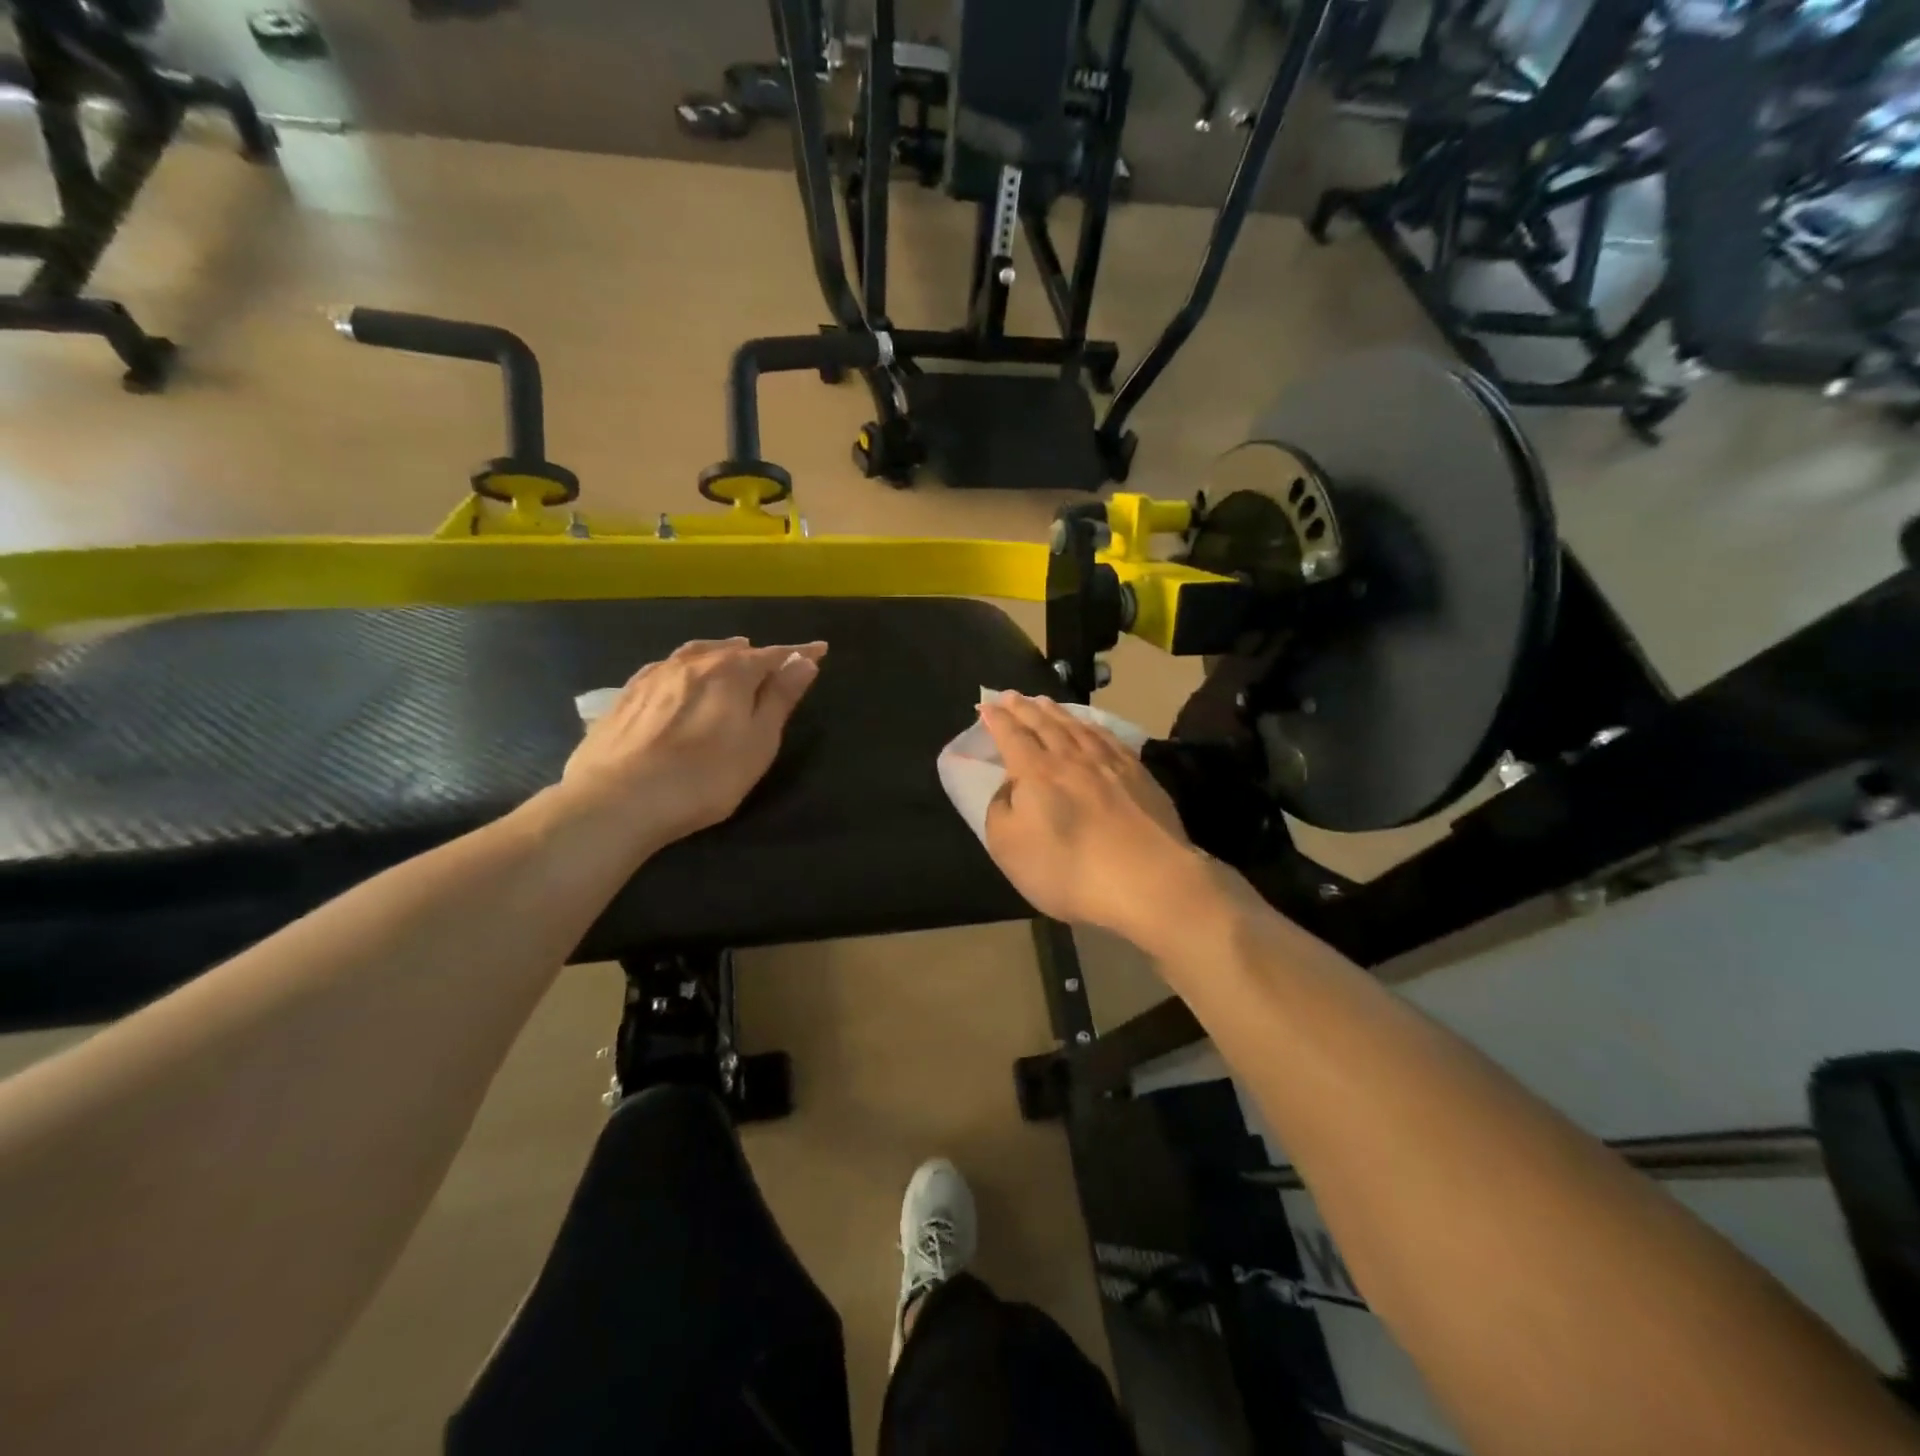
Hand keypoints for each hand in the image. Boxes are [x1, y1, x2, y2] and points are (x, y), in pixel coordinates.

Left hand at [559, 637, 825, 853]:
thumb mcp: (758, 742)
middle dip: (757, 653)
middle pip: (733, 651)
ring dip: (719, 653)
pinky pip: (666, 668)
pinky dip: (685, 666)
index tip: (820, 649)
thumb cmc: (705, 777)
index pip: (774, 655)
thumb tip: (804, 660)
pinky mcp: (626, 695)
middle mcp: (693, 663)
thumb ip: (780, 698)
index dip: (799, 654)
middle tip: (775, 660)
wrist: (619, 799)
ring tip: (731, 653)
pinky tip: (679, 675)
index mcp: (731, 672)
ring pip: (696, 653)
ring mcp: (655, 676)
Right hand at [978, 693, 1207, 951]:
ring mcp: (1109, 763)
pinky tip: (1090, 726)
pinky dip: (1092, 726)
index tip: (987, 705)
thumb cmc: (1067, 869)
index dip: (997, 720)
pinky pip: (1109, 738)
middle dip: (1024, 708)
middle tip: (1012, 695)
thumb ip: (1000, 811)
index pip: (1011, 736)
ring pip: (1077, 727)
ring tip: (1044, 702)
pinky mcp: (1139, 775)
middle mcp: (1071, 758)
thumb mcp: (1009, 849)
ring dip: (1056, 712)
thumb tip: (1009, 788)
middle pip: (1043, 724)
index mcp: (1035, 772)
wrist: (1147, 880)